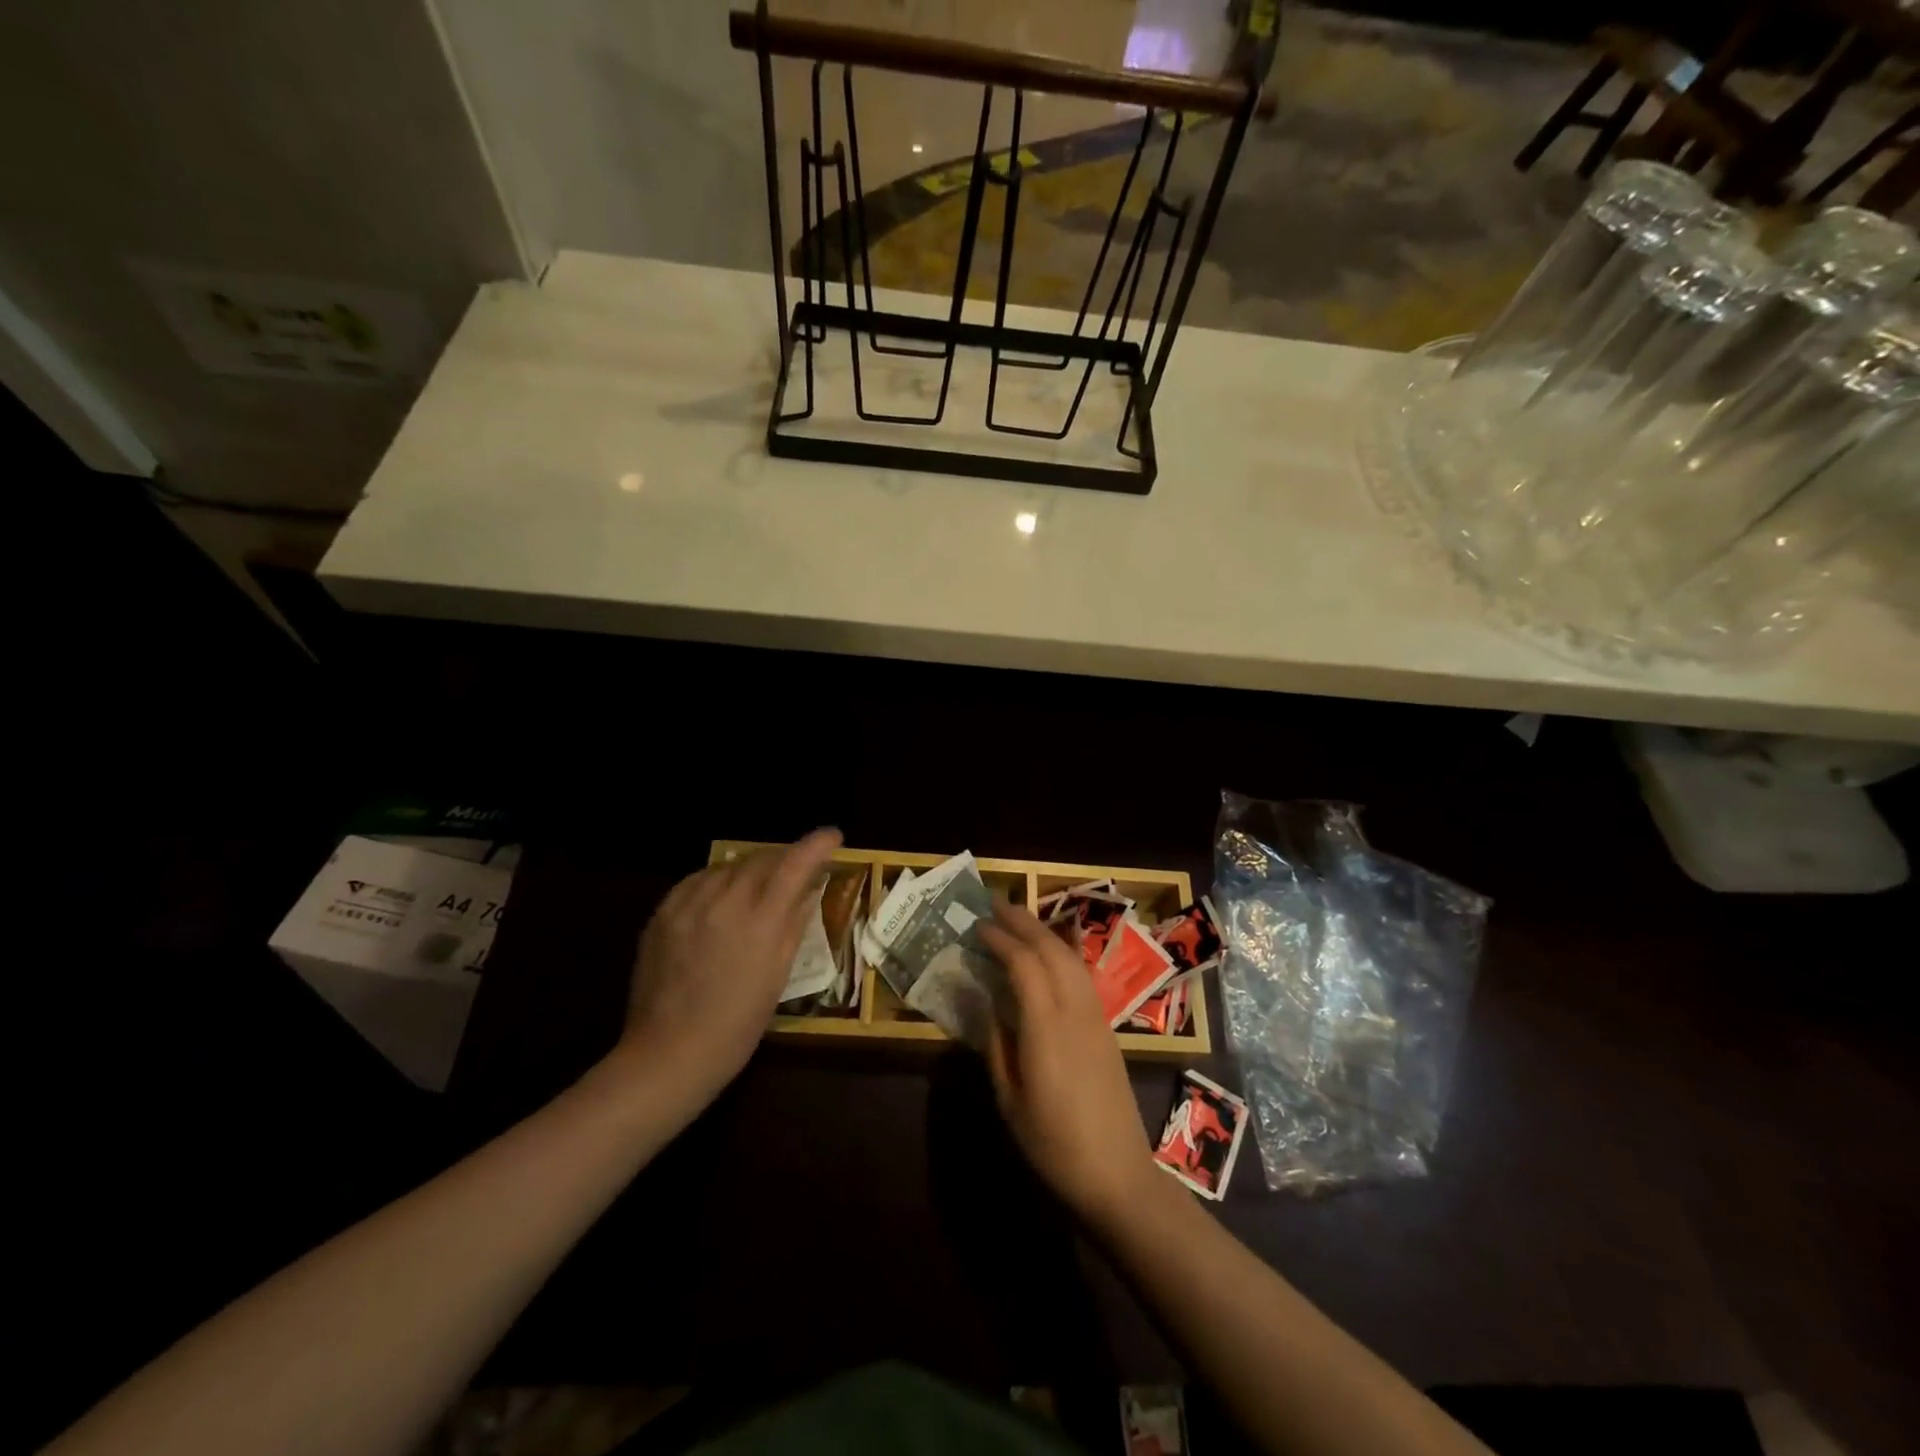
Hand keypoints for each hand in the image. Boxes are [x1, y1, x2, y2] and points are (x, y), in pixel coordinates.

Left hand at [613, 829, 842, 1102]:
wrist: (669, 1053)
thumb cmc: (738, 1024)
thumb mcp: (778, 974)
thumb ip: (794, 922)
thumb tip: (810, 888)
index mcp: (760, 920)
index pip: (795, 864)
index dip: (817, 844)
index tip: (833, 836)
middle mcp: (724, 901)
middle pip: (761, 859)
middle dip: (784, 857)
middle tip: (798, 867)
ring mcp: (688, 904)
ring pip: (728, 866)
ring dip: (751, 868)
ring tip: (760, 883)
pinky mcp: (663, 913)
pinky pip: (697, 880)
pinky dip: (717, 879)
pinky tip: (722, 895)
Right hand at [978, 899, 1160, 1222]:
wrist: (1118, 1175)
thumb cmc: (1054, 1145)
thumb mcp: (1010, 1101)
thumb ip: (997, 1045)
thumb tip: (988, 1004)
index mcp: (1046, 1027)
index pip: (1024, 964)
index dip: (1001, 939)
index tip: (978, 925)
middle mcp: (1075, 1010)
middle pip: (1051, 949)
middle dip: (1023, 922)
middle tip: (996, 904)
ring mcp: (1096, 1016)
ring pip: (1071, 957)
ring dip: (1044, 932)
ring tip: (1019, 921)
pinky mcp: (1107, 1027)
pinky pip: (1082, 974)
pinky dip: (1061, 953)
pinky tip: (1049, 954)